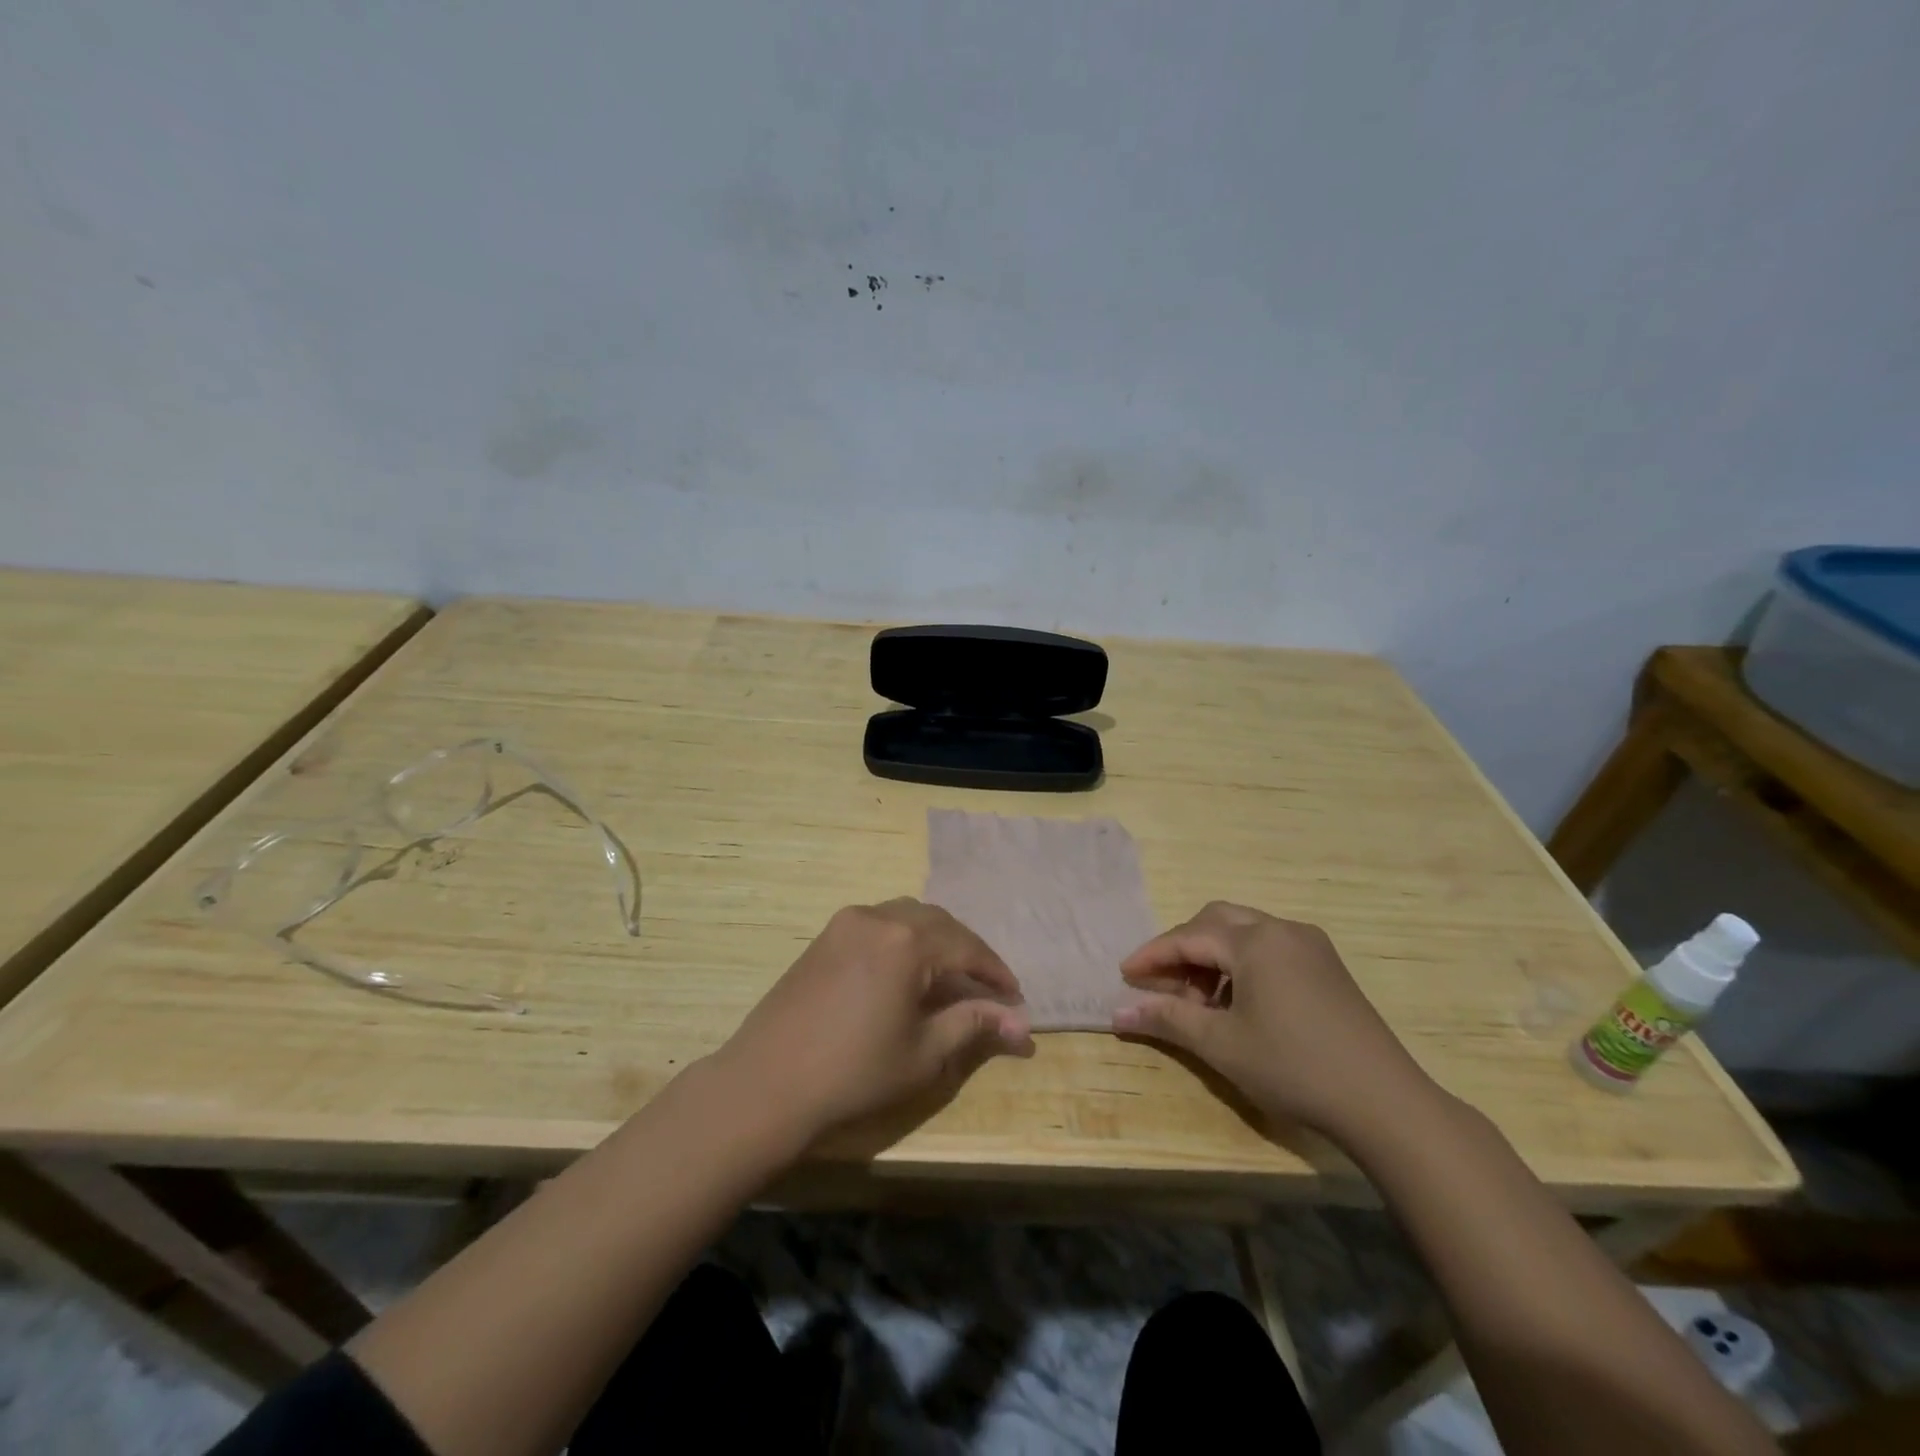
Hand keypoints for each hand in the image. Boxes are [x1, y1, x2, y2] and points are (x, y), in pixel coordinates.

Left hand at [712, 899, 1033, 1142]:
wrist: (767, 1082)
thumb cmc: (854, 1073)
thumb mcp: (924, 1053)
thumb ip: (974, 1025)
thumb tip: (1022, 1024)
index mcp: (906, 941)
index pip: (966, 947)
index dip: (995, 972)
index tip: (1015, 996)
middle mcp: (878, 917)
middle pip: (939, 923)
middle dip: (968, 952)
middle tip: (986, 987)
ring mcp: (847, 922)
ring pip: (908, 916)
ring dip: (936, 940)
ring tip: (950, 978)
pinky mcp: (826, 935)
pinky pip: (879, 923)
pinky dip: (904, 939)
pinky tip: (907, 972)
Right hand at [1112, 901, 1434, 1144]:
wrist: (1385, 1103)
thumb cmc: (1293, 1068)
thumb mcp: (1221, 1045)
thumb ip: (1167, 1020)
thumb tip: (1117, 1014)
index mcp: (1255, 941)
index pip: (1188, 937)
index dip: (1152, 955)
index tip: (1124, 976)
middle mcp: (1283, 930)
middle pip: (1216, 921)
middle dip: (1183, 948)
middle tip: (1161, 982)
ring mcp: (1310, 946)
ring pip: (1245, 933)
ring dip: (1213, 957)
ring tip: (1199, 1001)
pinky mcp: (1327, 967)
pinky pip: (1270, 948)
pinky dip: (1242, 965)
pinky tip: (1238, 1003)